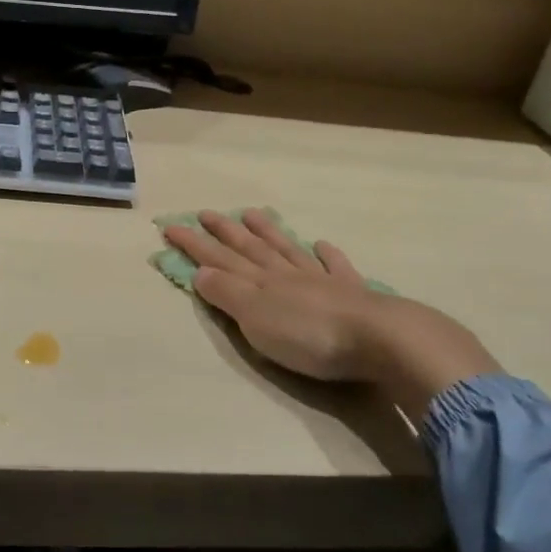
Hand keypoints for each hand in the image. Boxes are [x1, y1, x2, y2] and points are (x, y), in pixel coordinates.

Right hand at [163, 210, 498, 423]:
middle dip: (224, 232)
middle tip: (206, 212)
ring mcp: (321, 281)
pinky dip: (326, 254)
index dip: (194, 244)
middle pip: (250, 249)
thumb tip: (200, 271)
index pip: (219, 259)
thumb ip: (227, 293)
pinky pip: (335, 266)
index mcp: (260, 283)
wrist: (379, 339)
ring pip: (287, 250)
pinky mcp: (352, 294)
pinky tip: (321, 244)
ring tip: (252, 213)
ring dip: (268, 232)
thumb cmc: (309, 336)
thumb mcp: (256, 318)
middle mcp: (286, 274)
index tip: (171, 226)